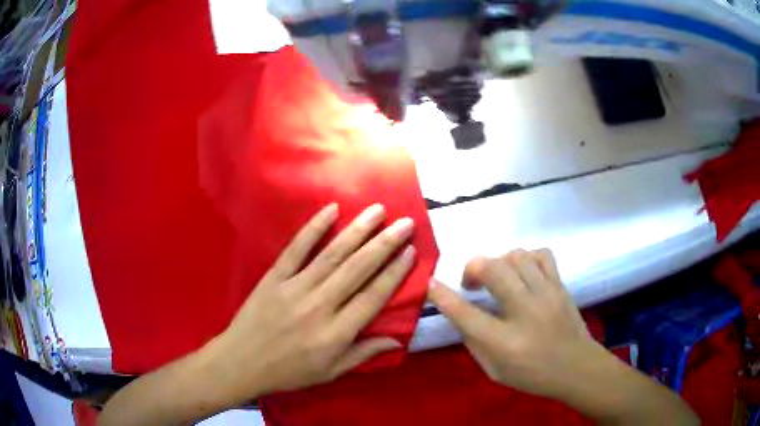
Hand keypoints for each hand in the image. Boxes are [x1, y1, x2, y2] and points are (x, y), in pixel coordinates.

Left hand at [206, 203, 415, 402]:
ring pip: (332, 255)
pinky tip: (330, 210)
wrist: (242, 363)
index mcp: (336, 333)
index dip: (395, 273)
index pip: (373, 297)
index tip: (411, 251)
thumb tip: (397, 339)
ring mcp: (295, 288)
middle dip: (385, 244)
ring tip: (377, 210)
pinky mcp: (274, 277)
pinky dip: (313, 228)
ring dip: (357, 231)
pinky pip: (296, 249)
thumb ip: (363, 353)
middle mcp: (319, 306)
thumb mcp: (330, 373)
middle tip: (405, 223)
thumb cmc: (289, 372)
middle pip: (358, 269)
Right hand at [428, 249, 598, 398]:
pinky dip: (526, 258)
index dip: (442, 296)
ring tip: (498, 278)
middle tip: (471, 283)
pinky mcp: (560, 285)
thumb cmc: (533, 376)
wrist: (577, 368)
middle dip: (473, 268)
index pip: (466, 314)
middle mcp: (525, 312)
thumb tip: (460, 315)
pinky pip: (541, 254)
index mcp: (504, 342)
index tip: (431, 283)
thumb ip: (474, 343)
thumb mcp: (494, 371)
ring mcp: (546, 294)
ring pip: (516, 256)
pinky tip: (523, 272)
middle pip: (493, 270)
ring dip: (499, 262)